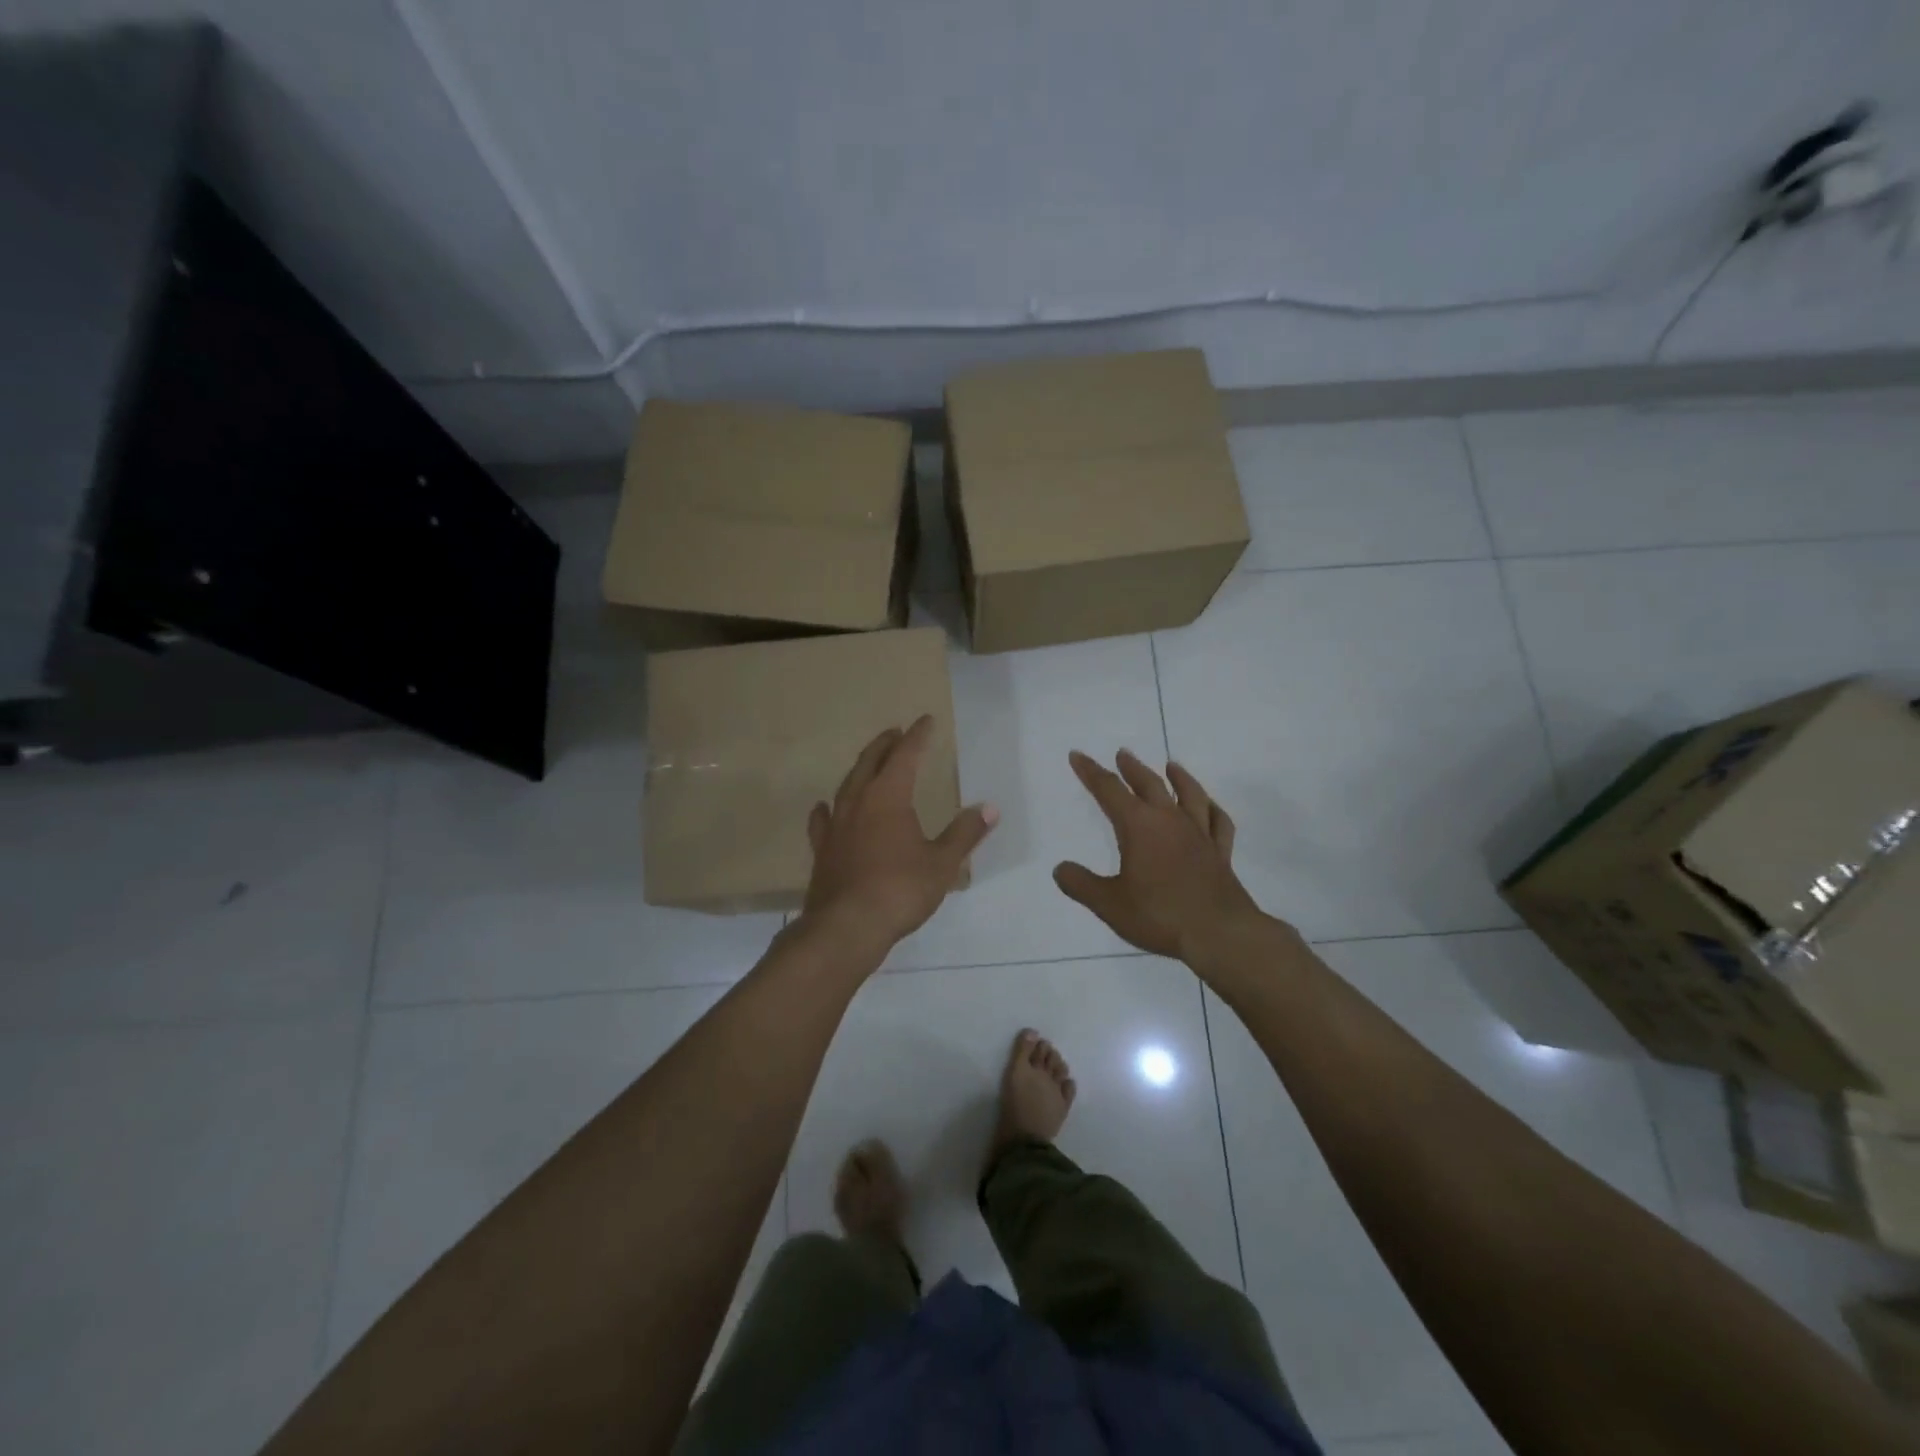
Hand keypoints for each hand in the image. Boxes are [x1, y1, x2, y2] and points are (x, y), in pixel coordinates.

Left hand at [802, 716, 997, 951]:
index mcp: (889, 797)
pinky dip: (828, 808)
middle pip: (871, 762)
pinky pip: (824, 819)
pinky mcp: (823, 849)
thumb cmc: (900, 890)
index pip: (905, 756)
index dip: (917, 737)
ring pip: (847, 785)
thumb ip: (964, 833)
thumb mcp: (942, 863)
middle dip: (885, 745)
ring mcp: (836, 825)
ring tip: (869, 762)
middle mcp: (858, 802)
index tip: (926, 721)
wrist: (846, 927)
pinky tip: (825, 807)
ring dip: (861, 768)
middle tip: (896, 733)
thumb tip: (989, 808)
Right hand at [1054, 750, 1269, 960]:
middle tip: (1123, 754)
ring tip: (1172, 765)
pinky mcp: (1220, 853)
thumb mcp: (1109, 904)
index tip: (1078, 756)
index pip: (1109, 790)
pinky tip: (1210, 806)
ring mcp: (1199, 834)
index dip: (1091, 772)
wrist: (1219, 934)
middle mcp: (1170, 821)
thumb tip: (1060, 869)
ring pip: (1189, 795)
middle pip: (1149, 784)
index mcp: (1139, 826)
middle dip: (1132, 768)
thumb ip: (1081, 884)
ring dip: (1179, 777)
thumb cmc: (1159, 915)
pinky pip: (1219, 822)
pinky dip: (1213, 809)